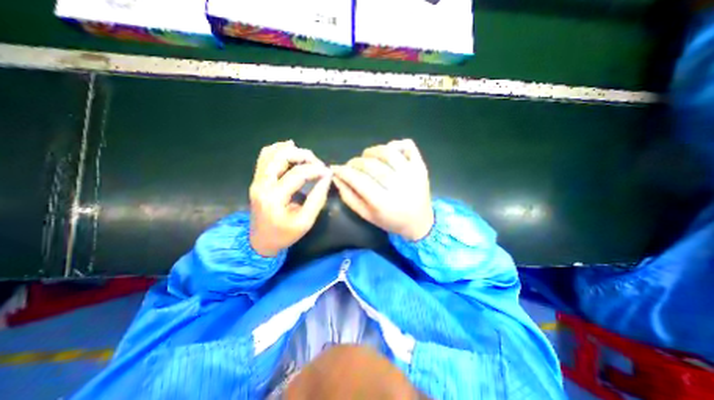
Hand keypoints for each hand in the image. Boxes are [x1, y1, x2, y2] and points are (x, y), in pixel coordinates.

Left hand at [248, 140, 331, 256]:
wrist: (260, 241)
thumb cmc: (285, 234)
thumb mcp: (306, 222)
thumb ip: (317, 199)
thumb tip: (327, 178)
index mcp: (274, 198)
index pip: (297, 174)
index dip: (315, 169)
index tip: (327, 172)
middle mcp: (262, 185)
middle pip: (281, 157)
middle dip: (303, 155)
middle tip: (317, 163)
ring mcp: (256, 181)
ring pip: (270, 153)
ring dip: (290, 150)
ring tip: (306, 157)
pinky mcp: (256, 180)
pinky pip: (264, 157)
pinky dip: (277, 149)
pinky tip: (289, 148)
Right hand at [332, 140, 431, 240]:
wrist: (419, 222)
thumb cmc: (390, 220)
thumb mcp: (366, 214)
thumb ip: (349, 196)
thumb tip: (336, 176)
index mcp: (384, 203)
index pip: (358, 180)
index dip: (344, 172)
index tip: (336, 168)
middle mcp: (399, 186)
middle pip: (371, 165)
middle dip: (355, 162)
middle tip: (351, 166)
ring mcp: (412, 174)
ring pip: (387, 151)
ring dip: (372, 151)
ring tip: (367, 157)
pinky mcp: (421, 166)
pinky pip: (407, 145)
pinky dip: (395, 144)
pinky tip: (388, 152)